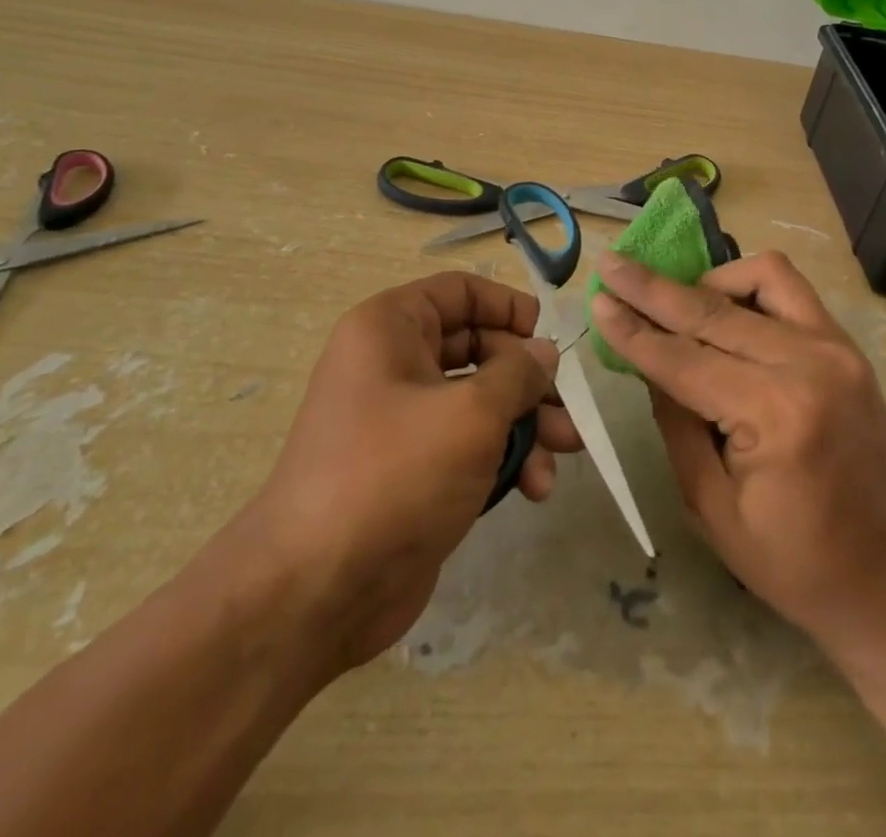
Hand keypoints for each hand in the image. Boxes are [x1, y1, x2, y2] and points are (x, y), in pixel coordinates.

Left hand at [253, 271, 582, 672]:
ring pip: (480, 401)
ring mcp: (403, 421)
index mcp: (391, 328)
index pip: (461, 291)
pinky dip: (504, 458)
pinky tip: (534, 487)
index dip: (509, 307)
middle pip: (479, 348)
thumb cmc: (395, 474)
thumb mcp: (471, 413)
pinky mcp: (415, 471)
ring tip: (566, 450)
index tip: (549, 338)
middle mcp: (393, 364)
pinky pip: (469, 444)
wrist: (316, 594)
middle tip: (569, 408)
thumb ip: (518, 373)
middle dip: (529, 379)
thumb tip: (544, 352)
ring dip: (527, 423)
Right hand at [589, 250, 885, 659]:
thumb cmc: (792, 563)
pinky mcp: (848, 347)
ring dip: (707, 281)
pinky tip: (725, 309)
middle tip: (612, 264)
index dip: (633, 329)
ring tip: (675, 304)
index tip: (597, 296)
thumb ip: (675, 422)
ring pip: (760, 277)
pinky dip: (750, 287)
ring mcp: (837, 347)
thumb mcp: (710, 506)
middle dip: (653, 288)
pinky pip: (791, 290)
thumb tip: (649, 359)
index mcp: (776, 413)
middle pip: (712, 310)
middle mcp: (810, 363)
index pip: (683, 357)